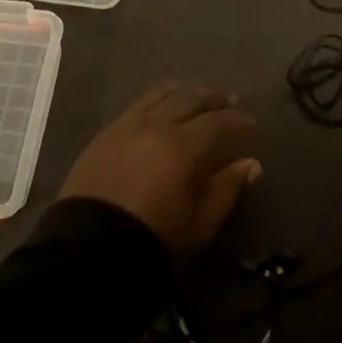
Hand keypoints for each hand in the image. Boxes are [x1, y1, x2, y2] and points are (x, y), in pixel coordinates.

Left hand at [60, 84, 260, 254]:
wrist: (89, 250)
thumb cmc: (154, 239)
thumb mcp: (200, 222)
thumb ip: (227, 188)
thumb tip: (251, 163)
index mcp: (182, 146)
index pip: (217, 121)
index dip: (237, 119)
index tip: (251, 121)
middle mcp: (155, 126)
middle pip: (189, 99)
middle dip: (212, 98)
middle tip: (228, 100)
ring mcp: (126, 126)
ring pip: (160, 95)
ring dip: (183, 92)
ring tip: (195, 95)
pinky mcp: (105, 134)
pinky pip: (136, 105)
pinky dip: (156, 100)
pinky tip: (160, 107)